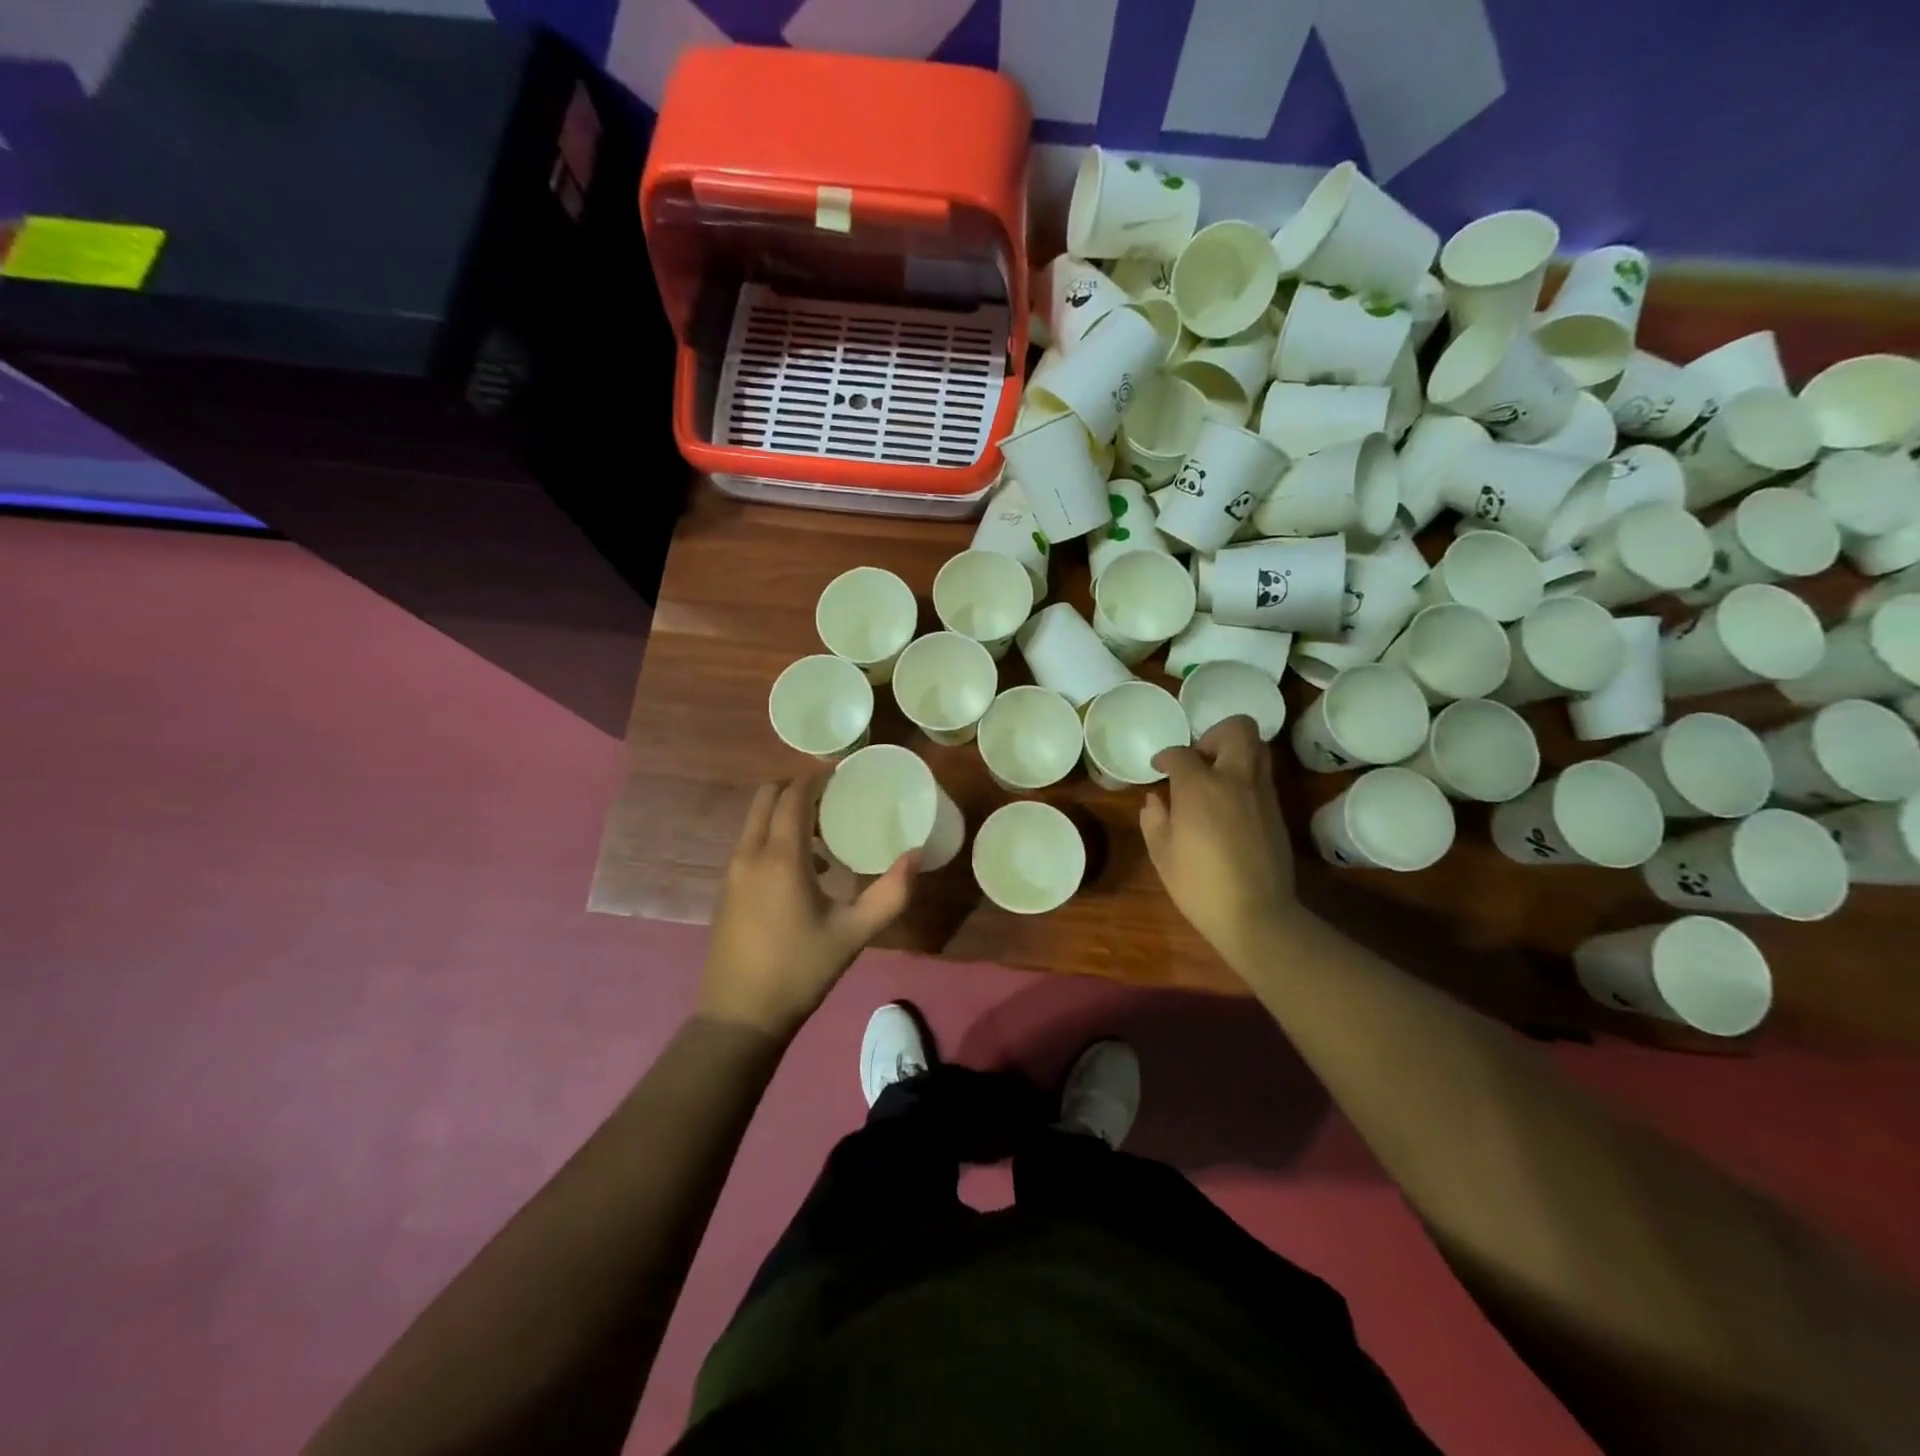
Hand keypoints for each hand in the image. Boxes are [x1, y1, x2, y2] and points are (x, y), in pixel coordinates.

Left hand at [698, 775, 916, 1039]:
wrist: (739, 1017)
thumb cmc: (800, 971)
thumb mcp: (853, 934)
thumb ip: (891, 894)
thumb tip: (915, 856)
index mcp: (780, 858)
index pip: (794, 796)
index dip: (816, 778)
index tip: (842, 773)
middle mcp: (749, 855)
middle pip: (767, 798)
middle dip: (797, 788)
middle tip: (832, 798)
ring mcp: (732, 873)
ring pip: (755, 821)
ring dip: (785, 814)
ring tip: (823, 835)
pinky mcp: (726, 890)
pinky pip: (750, 844)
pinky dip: (773, 836)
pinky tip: (803, 871)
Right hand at [1140, 715, 1298, 962]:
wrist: (1255, 913)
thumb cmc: (1198, 884)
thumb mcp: (1161, 853)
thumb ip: (1155, 819)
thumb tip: (1156, 800)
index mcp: (1200, 786)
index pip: (1182, 753)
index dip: (1166, 757)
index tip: (1159, 768)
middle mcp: (1235, 779)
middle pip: (1237, 729)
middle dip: (1215, 734)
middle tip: (1200, 759)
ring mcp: (1261, 794)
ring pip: (1258, 748)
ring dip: (1236, 752)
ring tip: (1217, 777)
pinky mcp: (1277, 812)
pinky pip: (1263, 777)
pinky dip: (1246, 778)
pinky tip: (1230, 804)